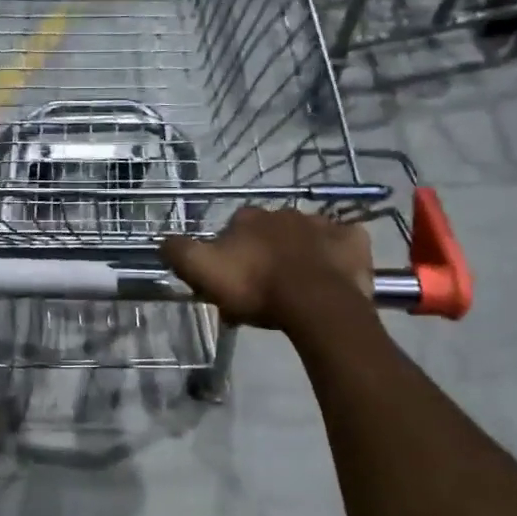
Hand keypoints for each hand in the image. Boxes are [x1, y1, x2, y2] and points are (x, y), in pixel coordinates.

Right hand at [159, 208, 373, 332]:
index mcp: (248, 218)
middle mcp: (284, 212)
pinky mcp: (353, 240)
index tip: (230, 278)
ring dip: (300, 253)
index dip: (229, 253)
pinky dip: (337, 254)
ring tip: (297, 286)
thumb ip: (178, 252)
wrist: (315, 303)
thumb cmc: (256, 287)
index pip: (232, 229)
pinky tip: (331, 273)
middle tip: (263, 287)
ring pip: (305, 236)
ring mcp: (322, 223)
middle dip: (265, 252)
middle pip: (269, 232)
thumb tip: (163, 240)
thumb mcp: (202, 272)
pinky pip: (342, 243)